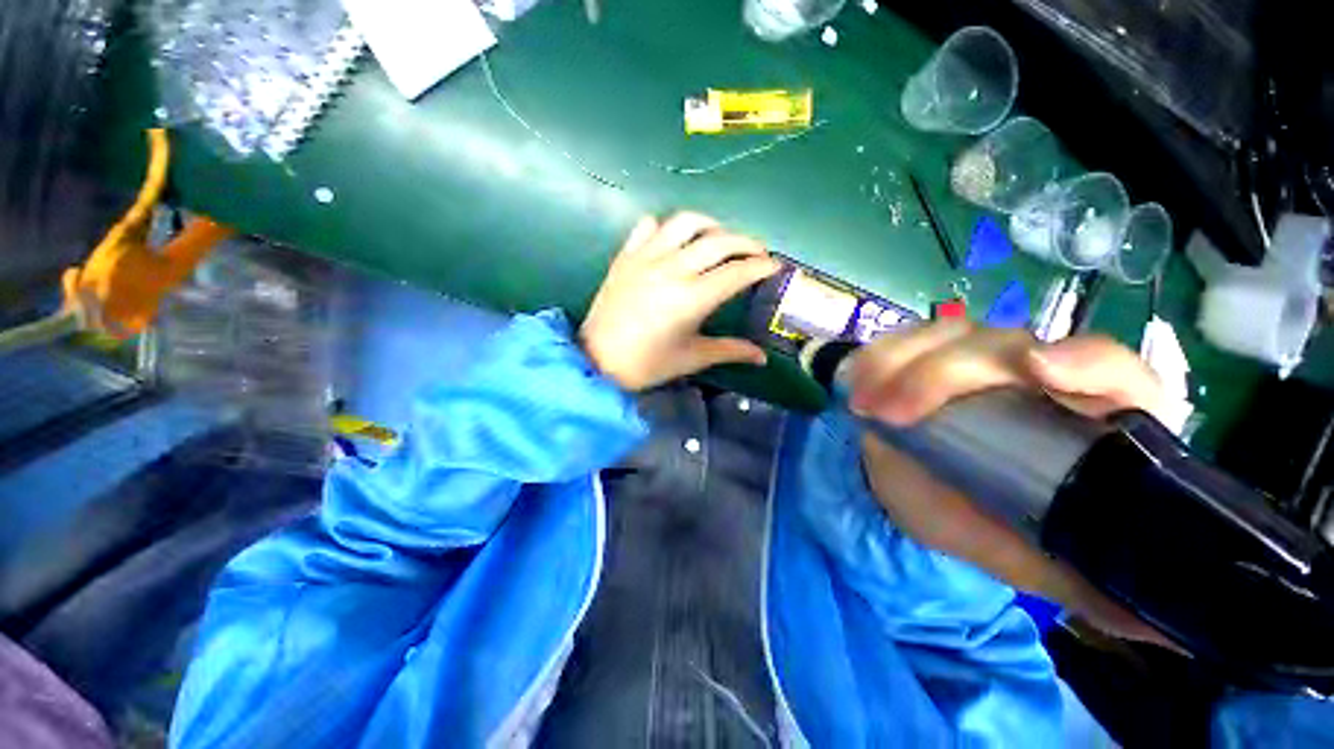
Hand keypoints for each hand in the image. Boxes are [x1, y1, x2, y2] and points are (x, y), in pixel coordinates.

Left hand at [580, 213, 780, 390]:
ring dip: (710, 225)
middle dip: (746, 242)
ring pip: (685, 222)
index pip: (737, 272)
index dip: (761, 266)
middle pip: (718, 241)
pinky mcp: (625, 256)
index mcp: (691, 298)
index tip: (775, 266)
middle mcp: (671, 269)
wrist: (597, 360)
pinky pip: (648, 226)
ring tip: (720, 239)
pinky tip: (674, 241)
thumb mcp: (692, 358)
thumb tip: (762, 357)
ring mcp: (645, 258)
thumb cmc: (647, 364)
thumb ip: (730, 351)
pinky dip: (667, 227)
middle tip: (757, 253)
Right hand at [852, 320, 1173, 645]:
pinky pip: (900, 343)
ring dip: (899, 363)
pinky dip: (876, 358)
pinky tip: (857, 383)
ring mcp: (970, 359)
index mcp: (1084, 415)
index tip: (1039, 372)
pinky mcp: (922, 356)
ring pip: (947, 336)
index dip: (1086, 363)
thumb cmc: (982, 522)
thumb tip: (1172, 634)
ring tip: (864, 403)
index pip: (1112, 371)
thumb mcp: (1035, 559)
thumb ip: (1090, 584)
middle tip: (893, 415)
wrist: (917, 491)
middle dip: (945, 374)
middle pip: (1005, 347)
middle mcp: (1032, 373)